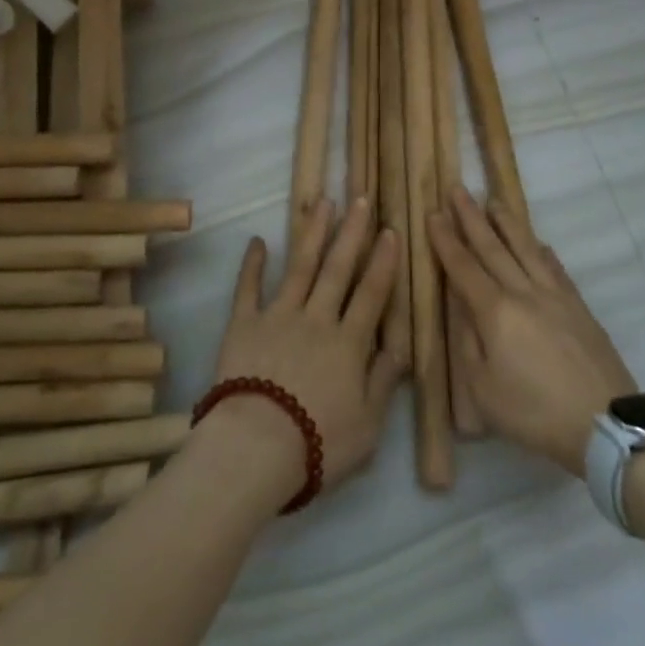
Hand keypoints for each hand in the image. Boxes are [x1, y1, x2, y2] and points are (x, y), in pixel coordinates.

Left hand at [206, 196, 405, 507]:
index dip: (383, 262)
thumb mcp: (368, 424)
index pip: (371, 293)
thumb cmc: (318, 443)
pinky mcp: (243, 324)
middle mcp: (316, 318)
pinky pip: (248, 289)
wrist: (255, 448)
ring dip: (312, 233)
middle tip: (360, 198)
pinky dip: (252, 264)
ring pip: (300, 267)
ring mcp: (278, 316)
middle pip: (338, 268)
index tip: (390, 231)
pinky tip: (257, 241)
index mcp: (349, 343)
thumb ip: (384, 381)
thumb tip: (401, 345)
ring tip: (321, 202)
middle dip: (351, 232)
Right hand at [428, 186, 634, 477]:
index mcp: (495, 312)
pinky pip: (555, 268)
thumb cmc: (535, 412)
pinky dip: (542, 251)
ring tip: (493, 201)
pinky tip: (538, 242)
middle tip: (457, 189)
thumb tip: (462, 307)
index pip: (463, 267)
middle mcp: (523, 292)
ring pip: (526, 249)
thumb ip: (468, 344)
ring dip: (507, 223)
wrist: (605, 423)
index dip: (446, 240)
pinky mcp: (579, 307)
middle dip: (471, 217)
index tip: (433, 213)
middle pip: (492, 247)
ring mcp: (554, 296)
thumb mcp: (483, 390)